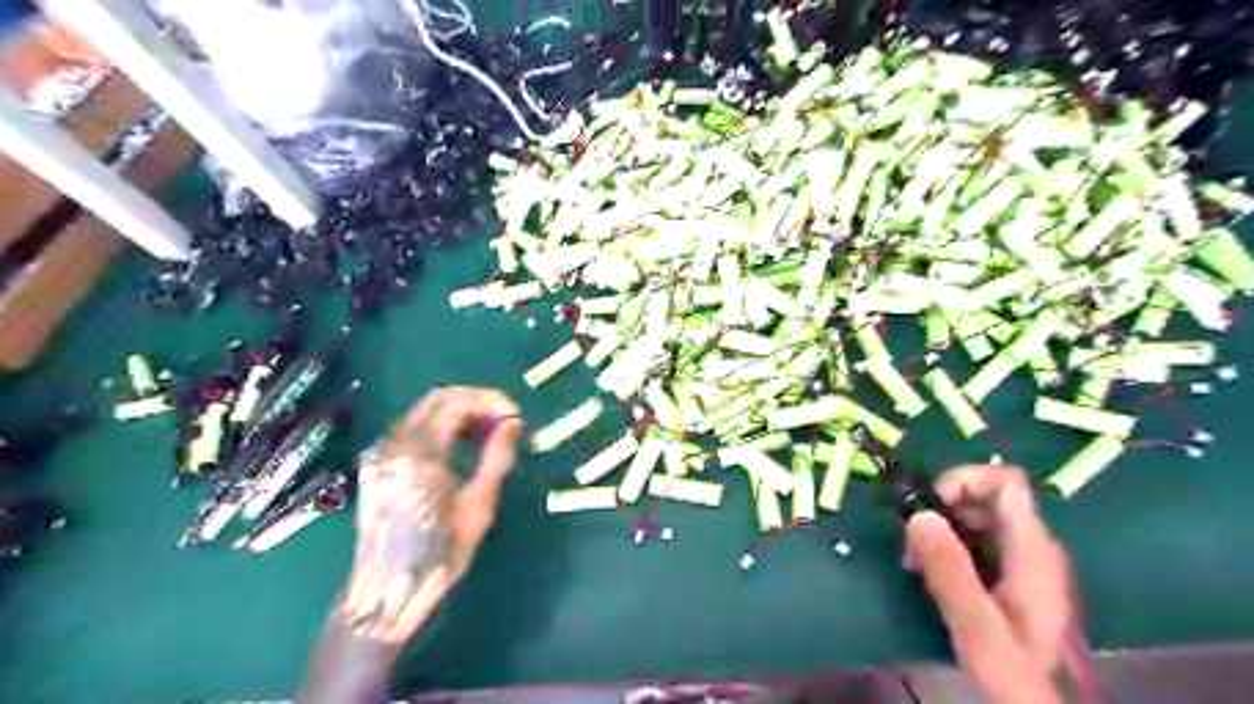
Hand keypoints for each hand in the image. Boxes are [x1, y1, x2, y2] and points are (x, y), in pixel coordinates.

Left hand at [336, 388, 521, 644]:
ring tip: (486, 434)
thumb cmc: (440, 552)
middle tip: (502, 420)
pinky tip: (459, 447)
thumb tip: (513, 421)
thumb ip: (496, 456)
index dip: (491, 401)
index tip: (515, 414)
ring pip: (424, 411)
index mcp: (421, 454)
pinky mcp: (378, 464)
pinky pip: (413, 429)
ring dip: (458, 412)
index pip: (457, 402)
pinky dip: (440, 426)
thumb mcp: (479, 504)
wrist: (388, 590)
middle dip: (475, 401)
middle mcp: (396, 444)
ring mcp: (383, 453)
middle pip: (438, 398)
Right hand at [907, 468, 1093, 703]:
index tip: (929, 505)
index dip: (965, 480)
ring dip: (940, 528)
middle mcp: (1032, 547)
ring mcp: (1022, 560)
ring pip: (977, 517)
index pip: (1006, 483)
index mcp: (1033, 552)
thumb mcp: (976, 625)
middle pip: (987, 496)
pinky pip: (975, 539)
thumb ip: (949, 569)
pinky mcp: (1009, 574)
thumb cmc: (1011, 670)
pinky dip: (947, 544)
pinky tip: (929, 571)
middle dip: (942, 508)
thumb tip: (920, 514)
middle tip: (912, 543)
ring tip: (914, 562)